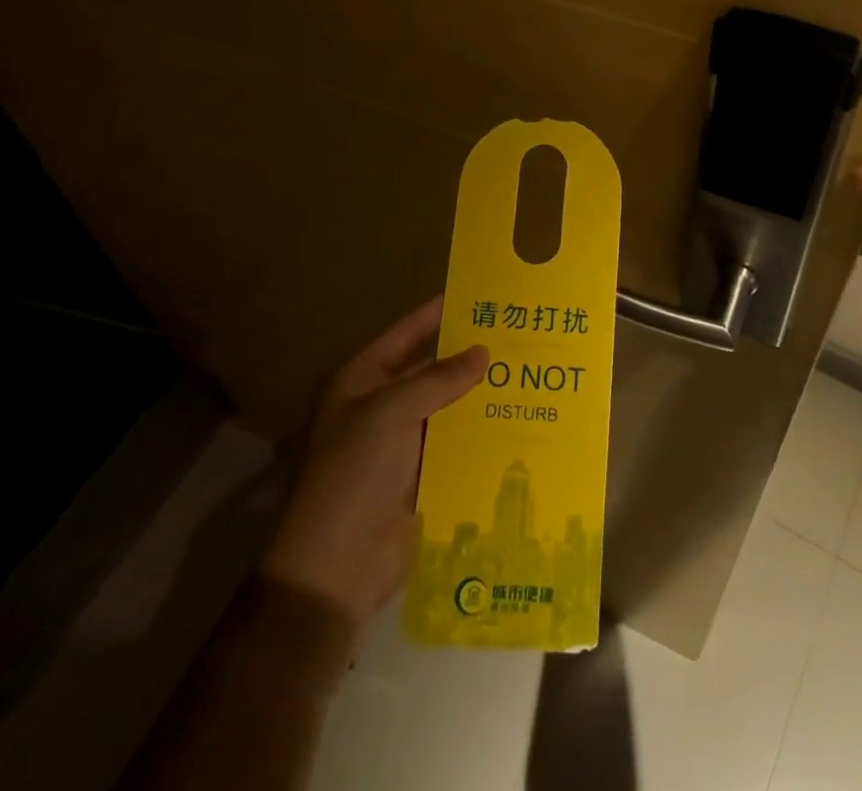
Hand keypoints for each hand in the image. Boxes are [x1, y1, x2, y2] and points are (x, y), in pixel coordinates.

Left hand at [261, 296, 487, 624]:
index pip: (404, 335)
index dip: (435, 315)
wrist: (335, 567)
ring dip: (479, 396)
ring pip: (447, 409)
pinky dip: (480, 433)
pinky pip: (454, 445)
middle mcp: (380, 407)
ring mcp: (400, 444)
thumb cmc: (353, 474)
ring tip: (527, 374)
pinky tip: (516, 420)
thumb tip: (482, 352)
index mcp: (360, 382)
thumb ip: (437, 379)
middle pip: (429, 372)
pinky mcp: (420, 477)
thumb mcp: (390, 413)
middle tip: (516, 335)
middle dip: (468, 358)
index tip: (474, 294)